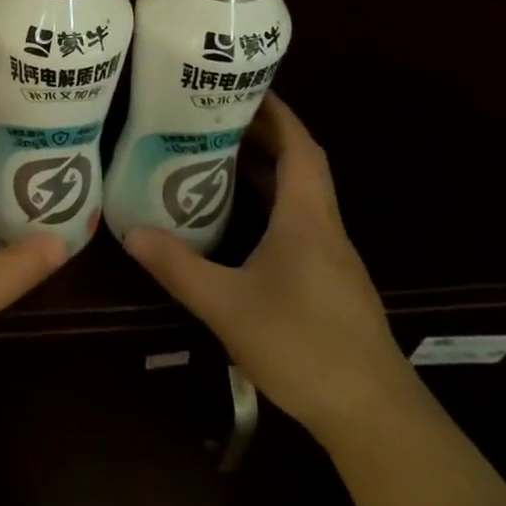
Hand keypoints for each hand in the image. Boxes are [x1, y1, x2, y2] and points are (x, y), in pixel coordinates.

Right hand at [124, 95, 414, 439]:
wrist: (375, 419)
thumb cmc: (304, 346)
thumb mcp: (228, 306)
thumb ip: (178, 266)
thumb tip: (129, 231)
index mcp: (307, 217)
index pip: (299, 145)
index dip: (276, 112)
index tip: (244, 87)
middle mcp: (323, 226)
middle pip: (299, 164)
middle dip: (262, 135)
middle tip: (213, 116)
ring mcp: (330, 257)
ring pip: (299, 196)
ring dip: (265, 171)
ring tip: (216, 157)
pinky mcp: (329, 282)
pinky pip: (298, 224)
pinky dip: (269, 206)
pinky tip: (238, 222)